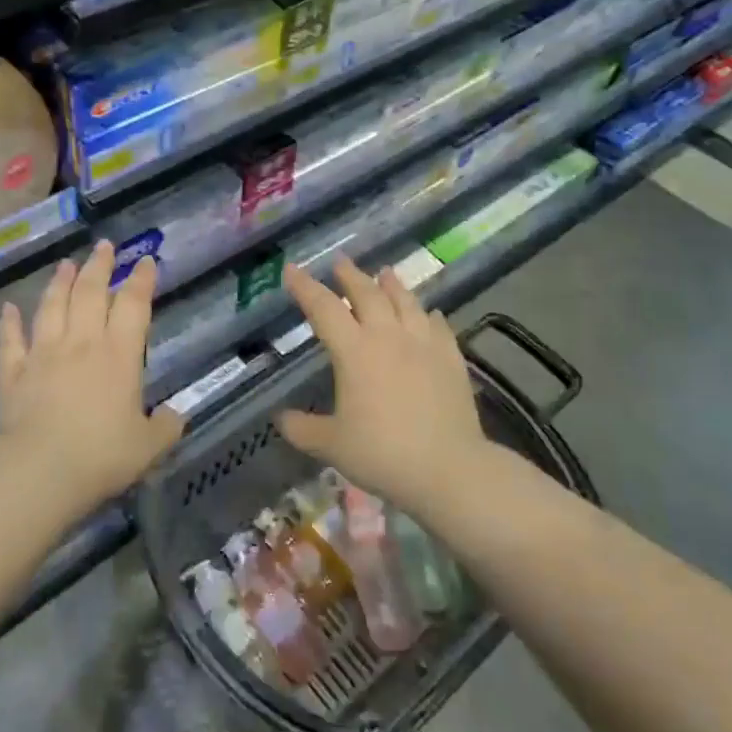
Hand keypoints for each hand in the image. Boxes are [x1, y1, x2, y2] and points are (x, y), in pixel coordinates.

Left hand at [0, 241, 182, 506]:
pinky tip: (8, 308)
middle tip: (103, 246)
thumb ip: (166, 427)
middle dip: (99, 266)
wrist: (41, 470)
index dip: (141, 281)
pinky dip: (10, 322)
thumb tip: (176, 416)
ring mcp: (43, 354)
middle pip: (89, 293)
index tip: (145, 261)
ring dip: (59, 283)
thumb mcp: (148, 446)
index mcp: (119, 355)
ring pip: (51, 307)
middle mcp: (81, 343)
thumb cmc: (102, 455)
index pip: (132, 306)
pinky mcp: (14, 373)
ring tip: (65, 264)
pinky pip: (12, 340)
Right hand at [279, 256, 487, 513]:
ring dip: (392, 284)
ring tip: (385, 272)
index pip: (323, 308)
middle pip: (367, 294)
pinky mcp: (452, 359)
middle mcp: (387, 337)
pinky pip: (438, 327)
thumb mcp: (331, 445)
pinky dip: (429, 315)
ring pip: (406, 302)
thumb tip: (280, 419)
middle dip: (350, 275)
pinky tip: (429, 314)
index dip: (305, 286)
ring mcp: (424, 344)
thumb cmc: (382, 454)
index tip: (291, 269)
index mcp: (353, 351)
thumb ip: (302, 428)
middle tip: (340, 262)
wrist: (449, 469)